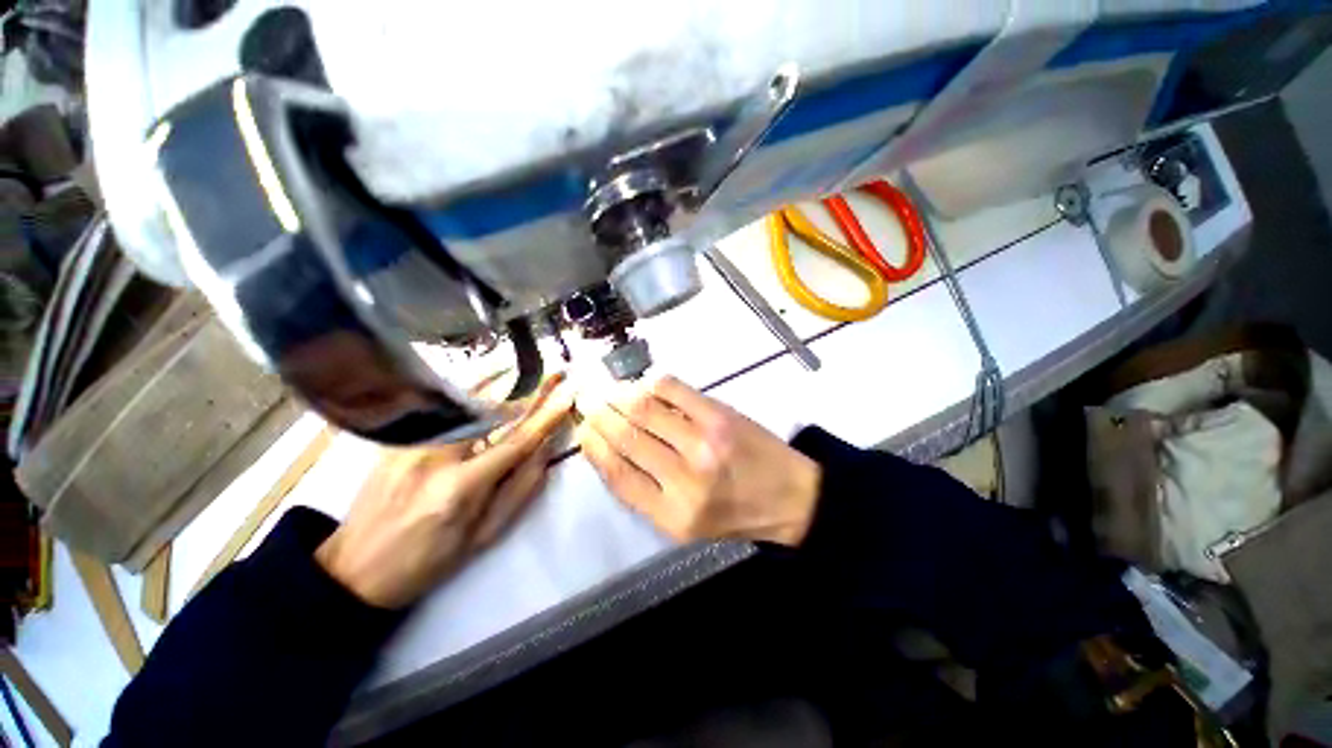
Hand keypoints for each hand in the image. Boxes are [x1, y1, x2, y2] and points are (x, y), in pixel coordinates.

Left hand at [316, 378, 573, 607]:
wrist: (355, 568)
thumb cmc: (429, 559)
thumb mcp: (484, 536)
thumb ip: (521, 490)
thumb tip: (546, 451)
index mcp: (461, 488)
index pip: (516, 442)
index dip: (546, 418)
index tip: (567, 396)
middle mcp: (435, 456)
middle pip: (490, 409)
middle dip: (526, 388)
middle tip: (553, 372)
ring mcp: (411, 443)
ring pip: (464, 402)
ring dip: (500, 383)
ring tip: (525, 369)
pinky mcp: (396, 438)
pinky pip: (442, 408)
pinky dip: (470, 393)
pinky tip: (487, 383)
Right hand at [575, 375, 820, 545]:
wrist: (791, 497)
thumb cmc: (734, 514)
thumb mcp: (684, 524)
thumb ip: (645, 493)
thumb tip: (609, 449)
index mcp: (671, 516)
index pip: (617, 474)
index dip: (593, 447)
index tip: (582, 429)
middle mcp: (684, 480)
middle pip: (626, 437)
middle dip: (598, 413)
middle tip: (586, 398)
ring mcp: (704, 443)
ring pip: (644, 409)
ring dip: (619, 395)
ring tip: (608, 389)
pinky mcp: (721, 416)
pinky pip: (674, 389)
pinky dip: (651, 383)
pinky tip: (643, 384)